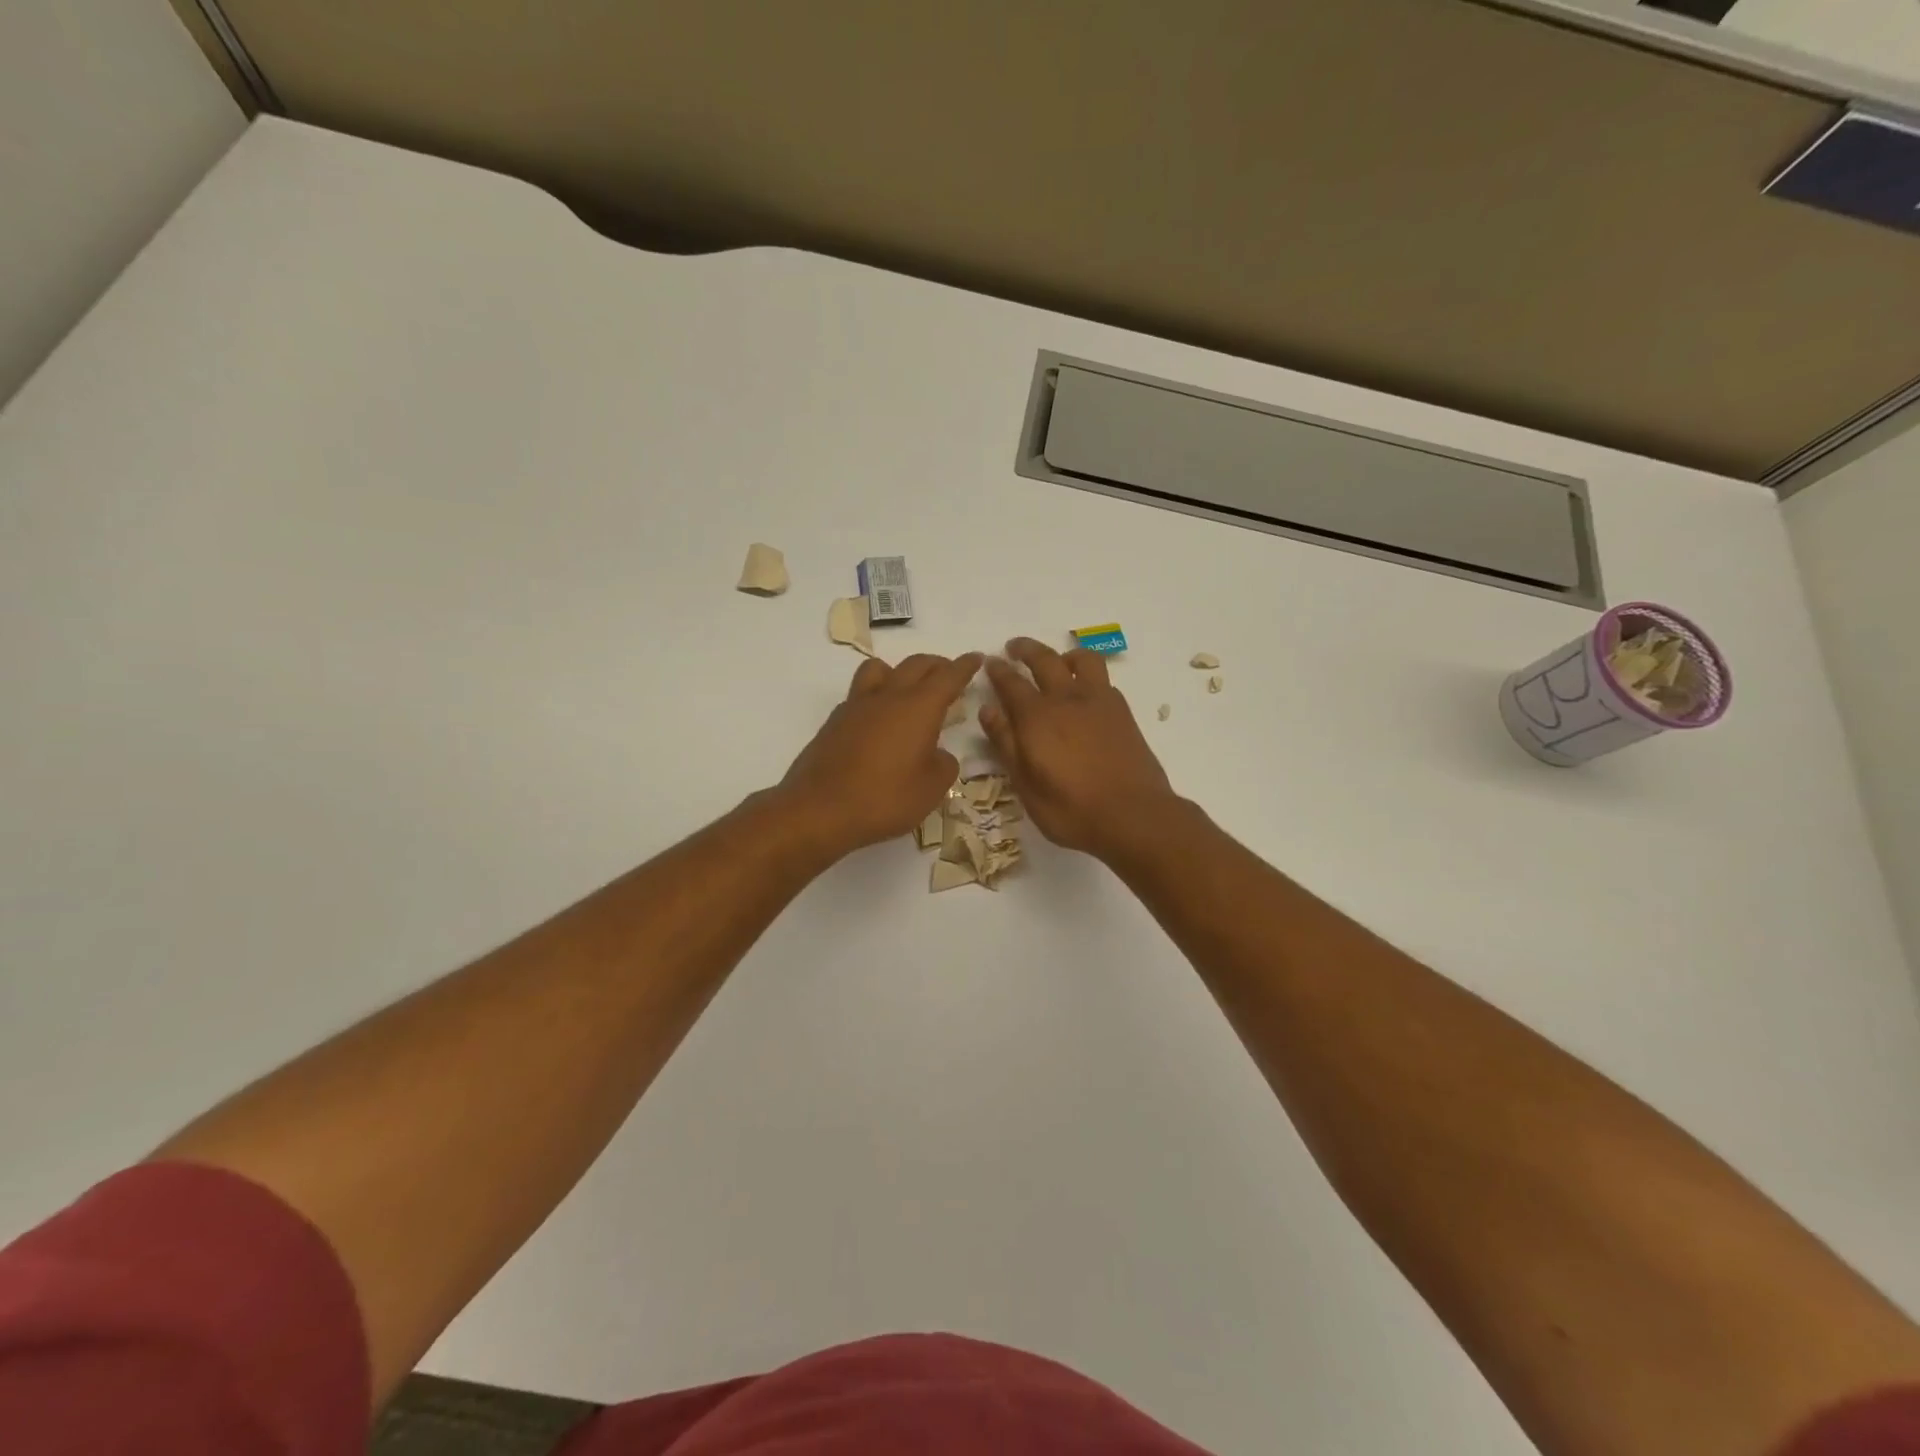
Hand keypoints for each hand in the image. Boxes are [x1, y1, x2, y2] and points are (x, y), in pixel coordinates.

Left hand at [779, 652, 983, 858]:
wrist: (819, 809)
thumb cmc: (885, 798)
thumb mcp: (932, 789)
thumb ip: (944, 765)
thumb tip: (938, 755)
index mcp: (918, 707)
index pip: (948, 676)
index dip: (965, 666)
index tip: (976, 658)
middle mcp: (888, 697)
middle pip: (916, 665)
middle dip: (937, 665)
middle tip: (949, 674)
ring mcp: (857, 706)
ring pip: (881, 669)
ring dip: (900, 671)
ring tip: (908, 689)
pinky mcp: (835, 721)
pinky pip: (860, 693)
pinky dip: (877, 695)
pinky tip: (879, 719)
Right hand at [981, 638, 1177, 857]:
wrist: (1133, 814)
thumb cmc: (1070, 808)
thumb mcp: (1026, 784)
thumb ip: (1006, 743)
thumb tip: (988, 710)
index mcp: (1037, 716)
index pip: (1011, 682)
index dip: (998, 670)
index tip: (990, 662)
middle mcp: (1067, 699)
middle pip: (1044, 660)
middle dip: (1026, 649)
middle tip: (1014, 647)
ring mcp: (1099, 702)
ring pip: (1082, 660)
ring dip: (1064, 655)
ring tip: (1057, 662)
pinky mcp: (1123, 712)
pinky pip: (1103, 680)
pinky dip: (1089, 676)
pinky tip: (1086, 692)